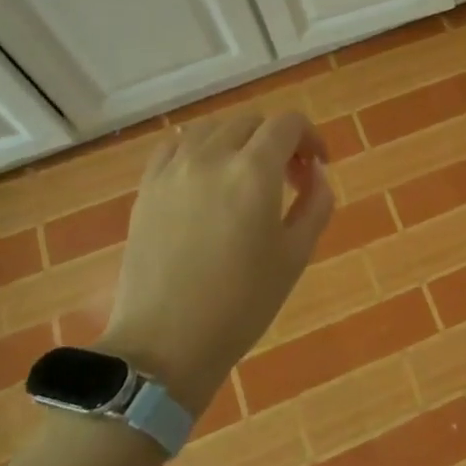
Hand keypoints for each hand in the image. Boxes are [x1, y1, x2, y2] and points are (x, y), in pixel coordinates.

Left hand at [98, 111, 332, 412]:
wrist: (166, 342)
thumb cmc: (243, 303)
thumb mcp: (296, 255)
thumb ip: (316, 203)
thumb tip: (316, 174)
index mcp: (254, 172)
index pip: (288, 124)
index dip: (311, 137)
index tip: (318, 167)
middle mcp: (211, 157)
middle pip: (251, 122)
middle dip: (278, 141)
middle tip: (289, 179)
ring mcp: (172, 170)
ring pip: (212, 128)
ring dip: (239, 141)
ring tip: (247, 177)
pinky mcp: (147, 188)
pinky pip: (175, 146)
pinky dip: (199, 149)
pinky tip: (207, 179)